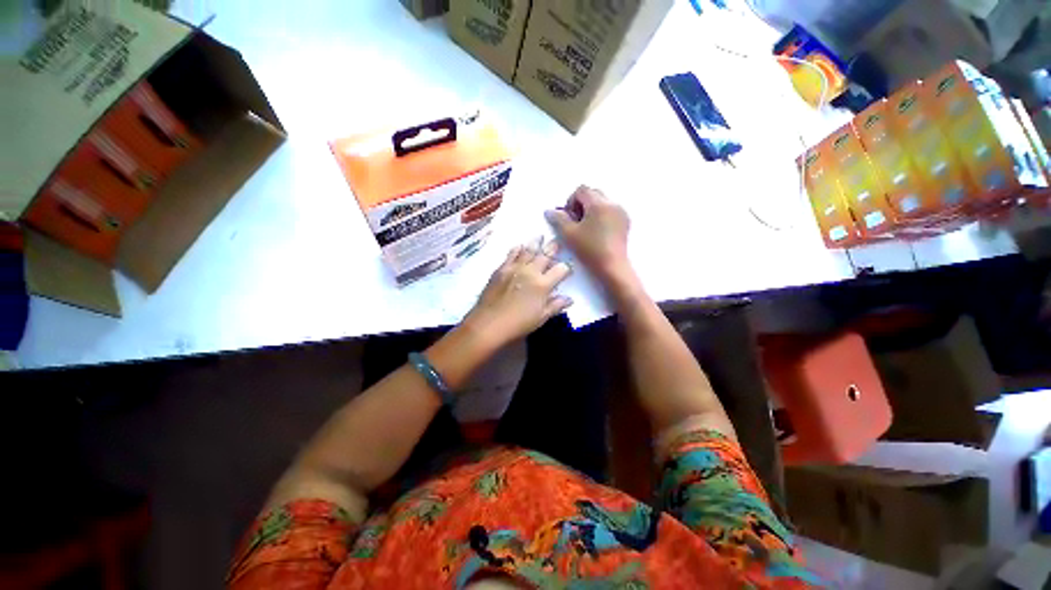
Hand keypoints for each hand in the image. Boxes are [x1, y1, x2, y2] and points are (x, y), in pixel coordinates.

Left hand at [464, 240, 572, 347]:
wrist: (489, 323)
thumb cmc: (518, 323)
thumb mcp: (541, 318)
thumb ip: (555, 306)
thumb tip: (569, 299)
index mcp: (543, 284)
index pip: (561, 270)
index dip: (567, 268)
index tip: (568, 268)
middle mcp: (530, 271)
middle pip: (545, 255)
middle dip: (553, 248)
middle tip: (556, 242)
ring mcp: (515, 268)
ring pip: (528, 250)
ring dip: (535, 243)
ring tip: (540, 236)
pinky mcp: (501, 269)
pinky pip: (511, 254)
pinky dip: (517, 248)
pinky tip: (520, 246)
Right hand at [545, 185, 632, 286]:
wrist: (612, 266)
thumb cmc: (590, 250)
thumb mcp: (569, 234)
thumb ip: (558, 219)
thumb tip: (549, 211)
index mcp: (599, 203)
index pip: (581, 190)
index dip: (570, 202)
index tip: (569, 218)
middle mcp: (612, 203)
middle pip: (592, 194)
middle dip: (581, 205)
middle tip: (575, 223)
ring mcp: (621, 212)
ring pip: (602, 202)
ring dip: (591, 210)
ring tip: (586, 229)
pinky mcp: (625, 222)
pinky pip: (610, 211)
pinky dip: (601, 216)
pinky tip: (596, 233)